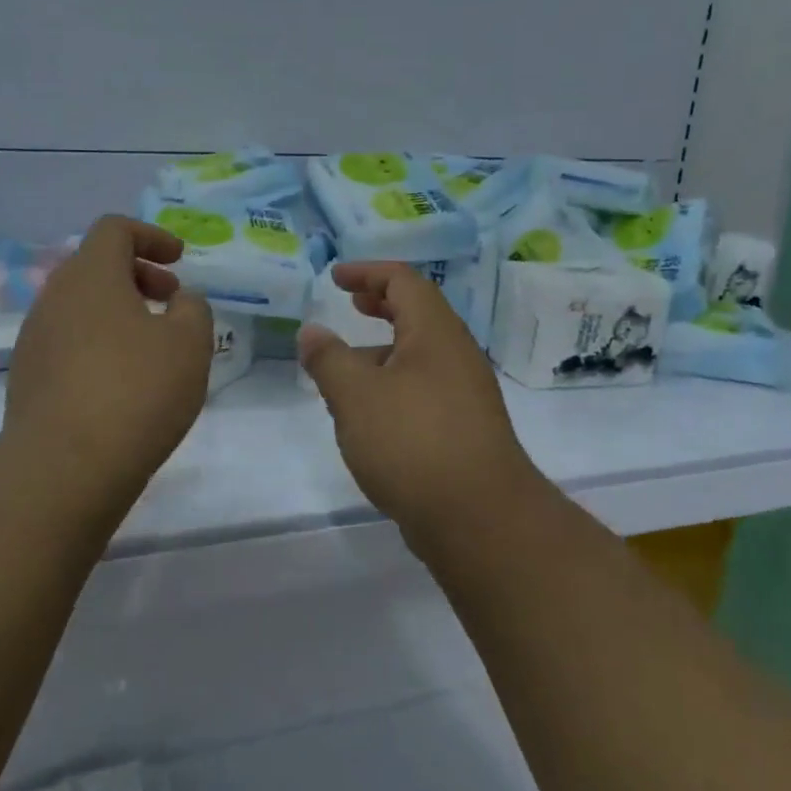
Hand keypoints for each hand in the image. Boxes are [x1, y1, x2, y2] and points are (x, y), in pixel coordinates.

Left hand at [2, 216, 214, 504]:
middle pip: (95, 266)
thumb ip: (193, 309)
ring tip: (152, 346)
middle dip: (138, 274)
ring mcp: (34, 338)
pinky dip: (99, 343)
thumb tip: (179, 302)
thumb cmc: (136, 391)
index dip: (151, 236)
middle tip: (171, 300)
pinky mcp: (27, 378)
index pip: (114, 229)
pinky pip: (68, 341)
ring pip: (81, 306)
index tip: (179, 260)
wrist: (64, 468)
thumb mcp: (189, 343)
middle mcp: (54, 297)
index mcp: (90, 275)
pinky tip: (123, 382)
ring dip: (119, 311)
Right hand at [298, 262, 545, 546]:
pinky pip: (424, 388)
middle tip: (351, 305)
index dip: (367, 272)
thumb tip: (312, 331)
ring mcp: (465, 393)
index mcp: (435, 333)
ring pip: (420, 354)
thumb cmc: (412, 442)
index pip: (403, 281)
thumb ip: (328, 358)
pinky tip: (369, 415)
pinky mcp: (464, 428)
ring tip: (345, 368)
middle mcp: (456, 355)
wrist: (479, 519)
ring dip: (383, 349)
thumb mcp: (355, 395)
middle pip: (418, 313)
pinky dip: (394, 383)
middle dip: (381, 304)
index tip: (335, 279)